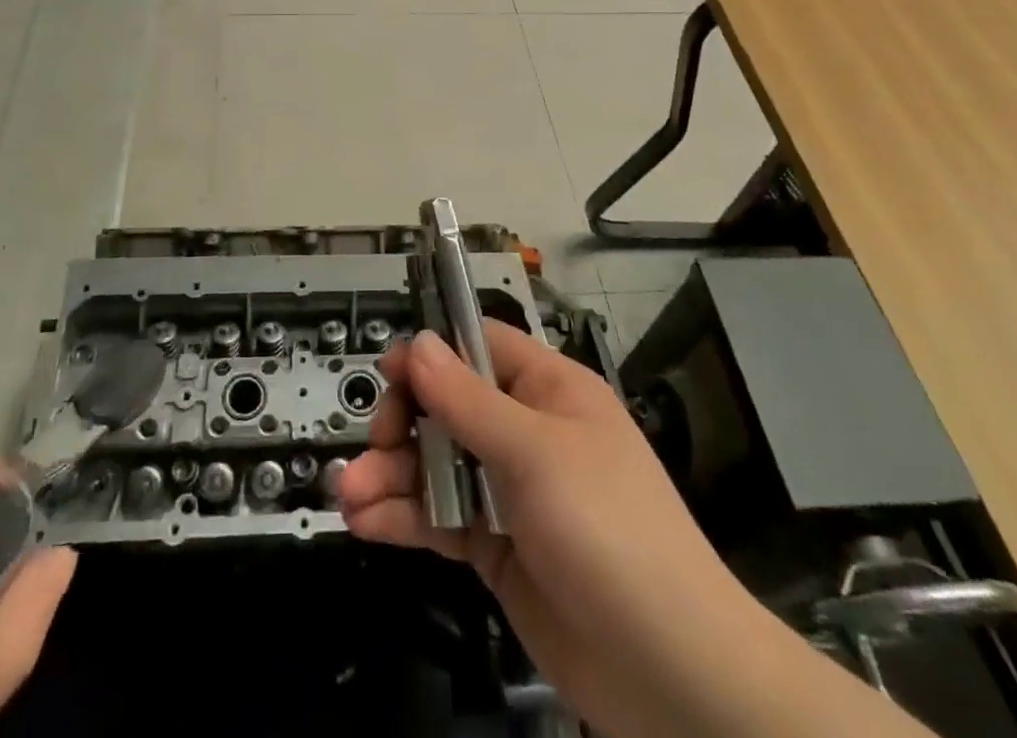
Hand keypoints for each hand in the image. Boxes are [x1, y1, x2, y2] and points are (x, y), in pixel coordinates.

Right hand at [339, 326, 935, 737]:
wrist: (669, 674)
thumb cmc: (609, 531)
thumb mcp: (535, 453)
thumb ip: (467, 400)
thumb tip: (417, 342)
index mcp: (549, 391)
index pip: (479, 347)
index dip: (432, 354)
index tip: (388, 374)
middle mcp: (527, 433)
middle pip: (448, 407)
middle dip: (403, 422)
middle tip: (376, 444)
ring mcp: (510, 493)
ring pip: (437, 466)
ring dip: (390, 475)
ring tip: (347, 494)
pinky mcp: (496, 548)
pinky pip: (440, 519)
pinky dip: (403, 518)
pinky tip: (365, 522)